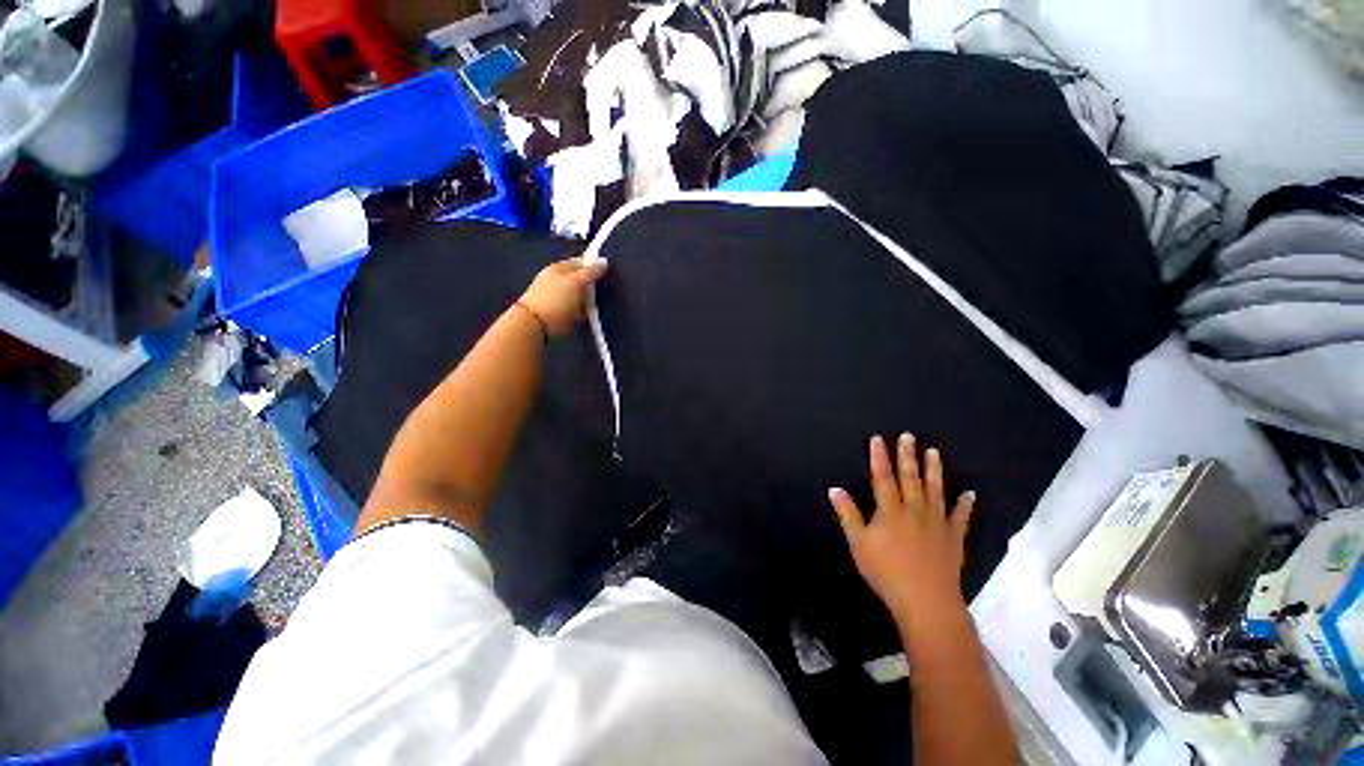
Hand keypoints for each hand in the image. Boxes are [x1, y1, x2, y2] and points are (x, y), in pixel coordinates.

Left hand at [518, 257, 608, 336]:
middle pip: (579, 279)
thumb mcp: (576, 282)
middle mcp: (555, 279)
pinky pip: (573, 308)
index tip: (607, 275)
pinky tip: (585, 315)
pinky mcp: (556, 311)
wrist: (535, 324)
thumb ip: (591, 272)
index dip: (594, 267)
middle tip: (604, 292)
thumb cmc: (557, 299)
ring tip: (597, 305)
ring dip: (586, 300)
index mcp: (558, 268)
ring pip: (577, 295)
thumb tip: (604, 260)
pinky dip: (580, 311)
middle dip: (591, 285)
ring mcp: (554, 295)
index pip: (580, 262)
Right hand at [829, 434, 976, 628]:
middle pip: (910, 478)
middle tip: (909, 436)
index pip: (883, 477)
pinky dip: (965, 505)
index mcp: (890, 510)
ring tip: (934, 452)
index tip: (878, 439)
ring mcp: (937, 523)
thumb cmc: (886, 571)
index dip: (879, 457)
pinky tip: (969, 494)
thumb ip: (847, 514)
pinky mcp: (953, 538)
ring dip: (934, 470)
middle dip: (907, 456)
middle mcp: (914, 510)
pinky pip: (960, 517)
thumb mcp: (858, 543)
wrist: (926, 601)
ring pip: (935, 490)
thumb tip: (834, 488)